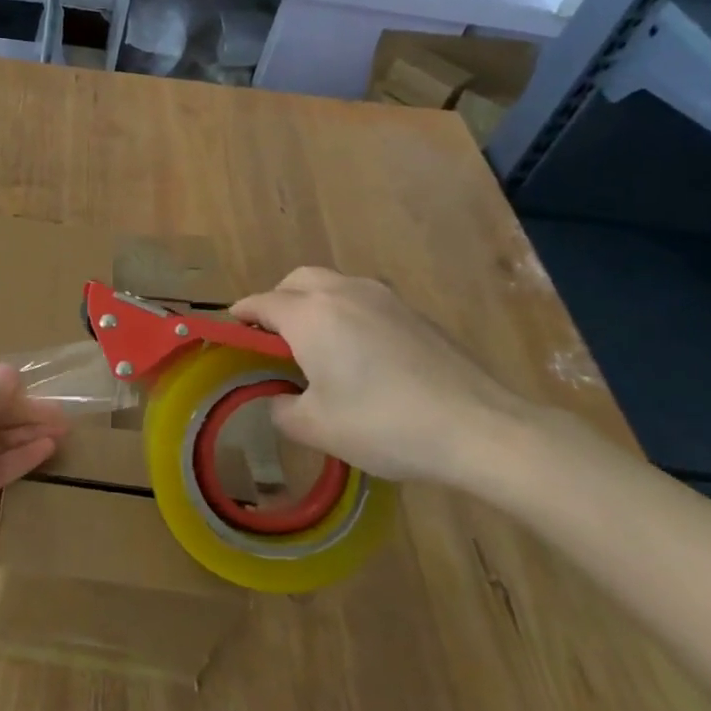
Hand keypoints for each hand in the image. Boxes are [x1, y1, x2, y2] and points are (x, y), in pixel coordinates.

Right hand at [231, 267, 538, 486]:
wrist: (478, 427)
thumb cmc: (384, 424)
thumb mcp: (317, 428)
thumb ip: (281, 409)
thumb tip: (278, 399)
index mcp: (310, 314)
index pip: (261, 303)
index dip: (242, 317)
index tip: (232, 331)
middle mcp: (342, 292)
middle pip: (296, 282)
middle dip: (278, 301)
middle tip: (274, 338)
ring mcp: (383, 297)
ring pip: (333, 284)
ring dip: (314, 303)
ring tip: (317, 343)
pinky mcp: (414, 312)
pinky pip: (364, 300)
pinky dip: (347, 313)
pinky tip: (360, 352)